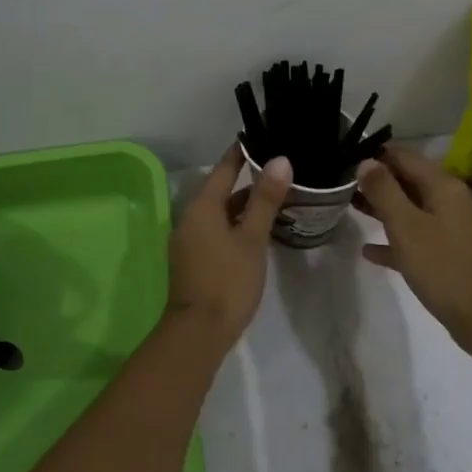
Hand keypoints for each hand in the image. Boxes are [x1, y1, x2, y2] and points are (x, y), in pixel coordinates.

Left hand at [166, 143, 293, 347]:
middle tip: (281, 171)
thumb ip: (265, 199)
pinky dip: (237, 225)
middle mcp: (191, 218)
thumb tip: (280, 160)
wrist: (199, 332)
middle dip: (249, 181)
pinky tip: (258, 231)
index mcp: (202, 207)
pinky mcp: (194, 260)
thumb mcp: (252, 238)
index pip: (224, 169)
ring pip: (220, 213)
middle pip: (221, 191)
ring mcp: (190, 241)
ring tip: (277, 199)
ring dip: (245, 206)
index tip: (262, 138)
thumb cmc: (228, 281)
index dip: (242, 153)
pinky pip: (217, 231)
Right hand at [353, 143, 471, 342]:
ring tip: (347, 206)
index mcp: (441, 185)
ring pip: (408, 209)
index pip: (403, 156)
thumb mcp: (406, 225)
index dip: (374, 154)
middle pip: (406, 180)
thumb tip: (366, 161)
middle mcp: (448, 200)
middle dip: (375, 180)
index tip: (344, 158)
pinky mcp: (446, 254)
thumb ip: (384, 191)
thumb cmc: (442, 265)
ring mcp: (449, 227)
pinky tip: (368, 250)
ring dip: (380, 208)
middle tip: (340, 183)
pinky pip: (414, 238)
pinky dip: (392, 239)